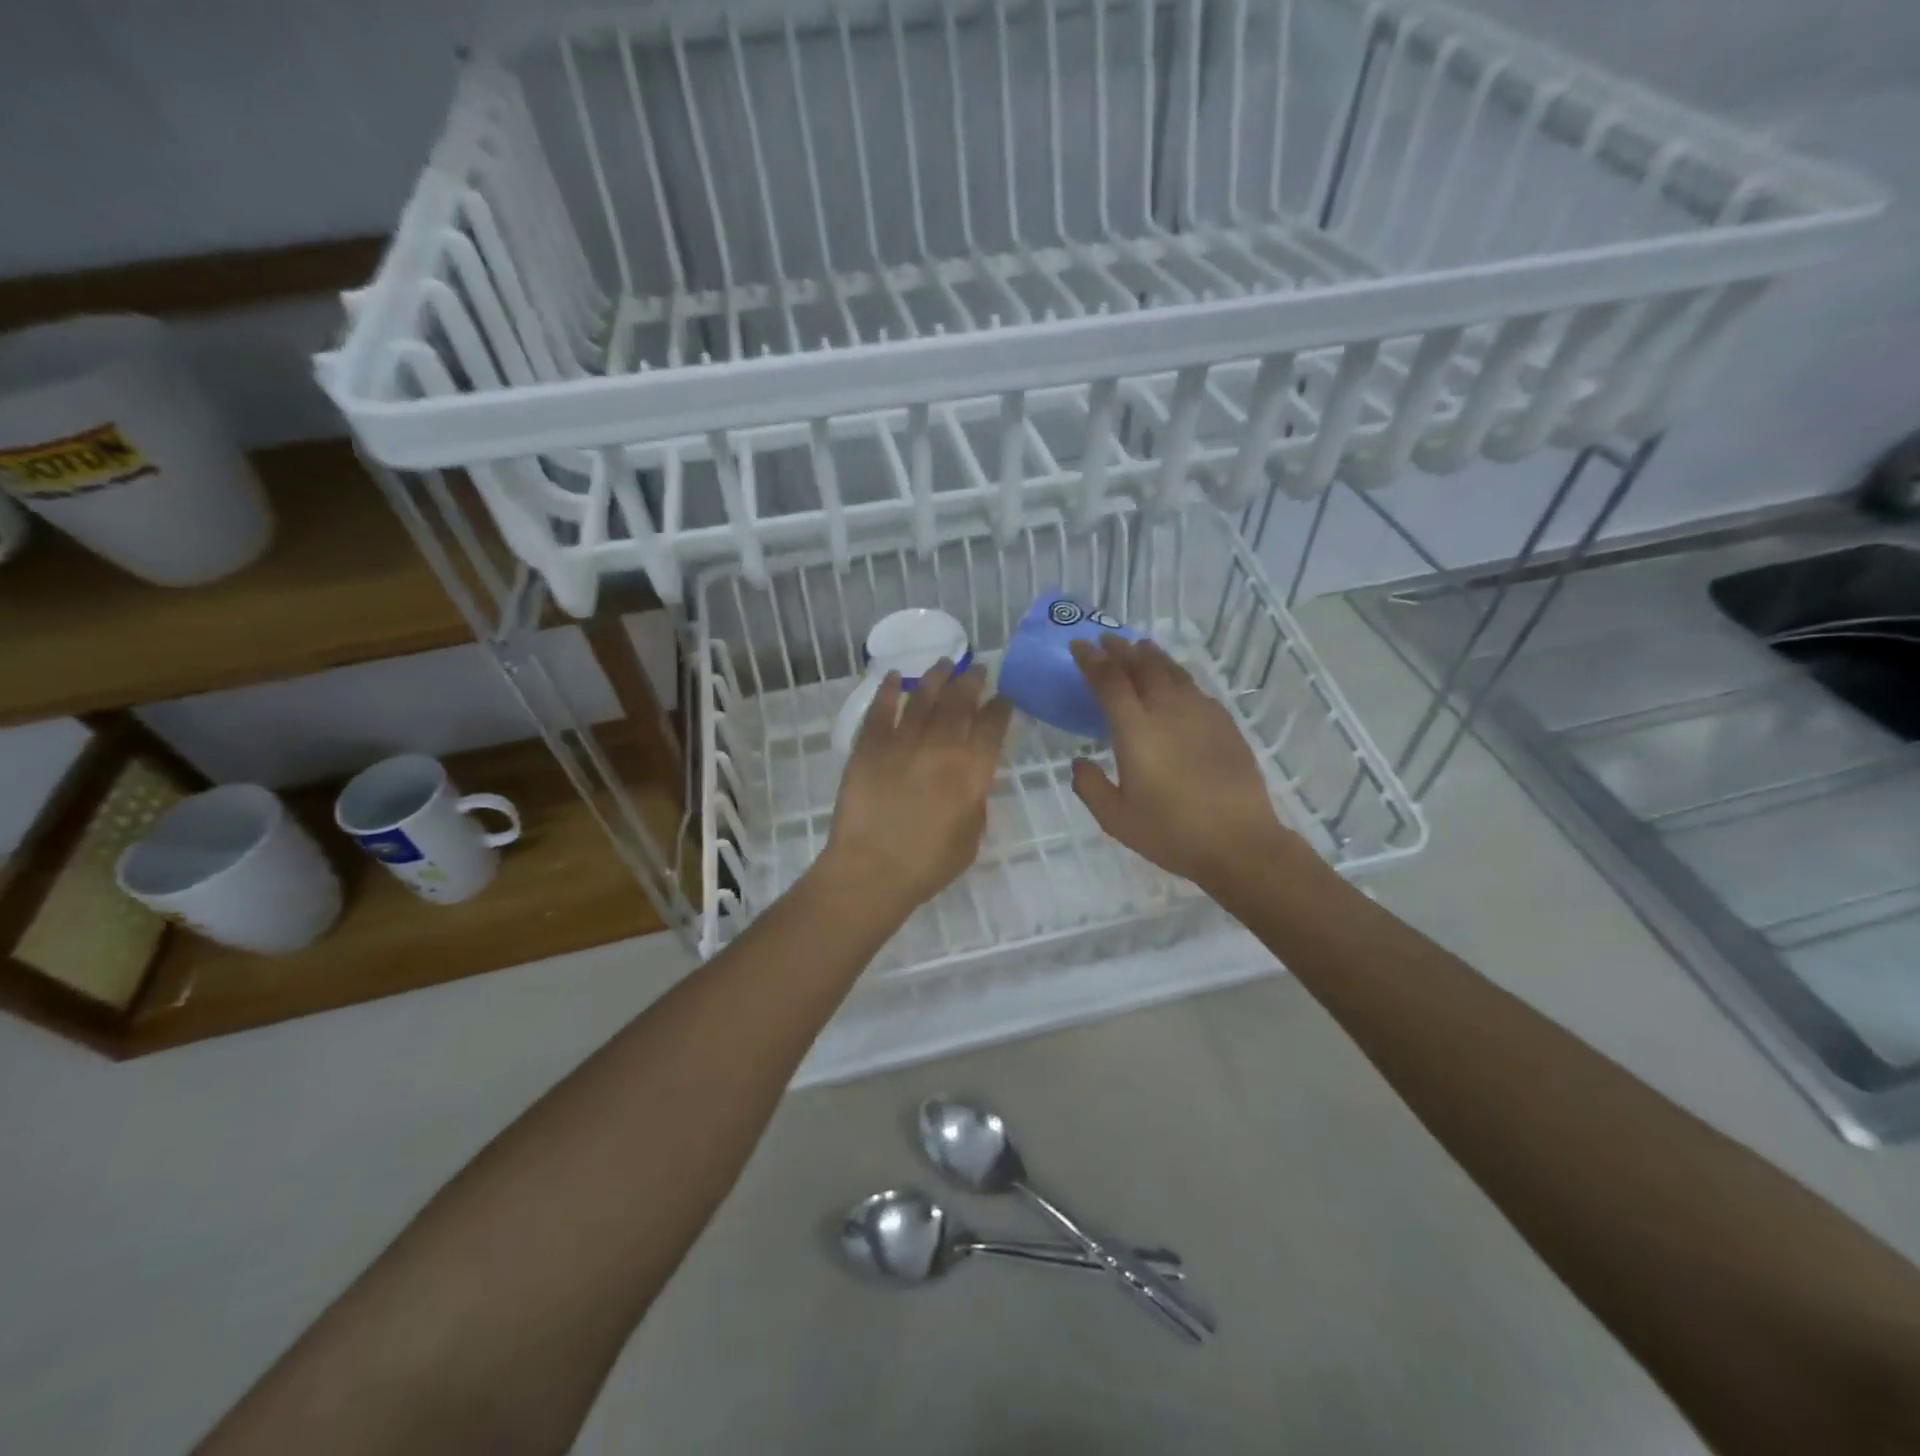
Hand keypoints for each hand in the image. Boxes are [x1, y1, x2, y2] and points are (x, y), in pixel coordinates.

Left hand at [818, 660, 1013, 916]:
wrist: (872, 871)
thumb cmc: (929, 864)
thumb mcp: (971, 835)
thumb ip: (975, 798)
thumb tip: (971, 777)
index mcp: (972, 771)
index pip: (992, 726)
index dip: (1001, 707)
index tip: (1004, 696)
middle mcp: (941, 747)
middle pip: (960, 702)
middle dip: (972, 681)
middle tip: (978, 669)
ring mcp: (903, 742)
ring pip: (923, 698)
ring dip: (936, 677)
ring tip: (945, 663)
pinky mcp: (869, 746)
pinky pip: (881, 710)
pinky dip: (888, 691)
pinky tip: (894, 678)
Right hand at [1069, 635, 1311, 892]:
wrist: (1239, 842)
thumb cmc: (1170, 832)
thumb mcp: (1116, 819)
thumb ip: (1090, 787)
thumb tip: (1080, 763)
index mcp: (1136, 730)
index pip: (1109, 681)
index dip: (1092, 660)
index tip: (1079, 646)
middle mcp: (1168, 711)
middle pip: (1143, 667)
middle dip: (1122, 650)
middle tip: (1108, 639)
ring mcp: (1201, 714)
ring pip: (1173, 672)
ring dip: (1153, 656)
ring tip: (1141, 648)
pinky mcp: (1225, 724)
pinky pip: (1196, 690)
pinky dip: (1179, 678)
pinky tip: (1178, 685)